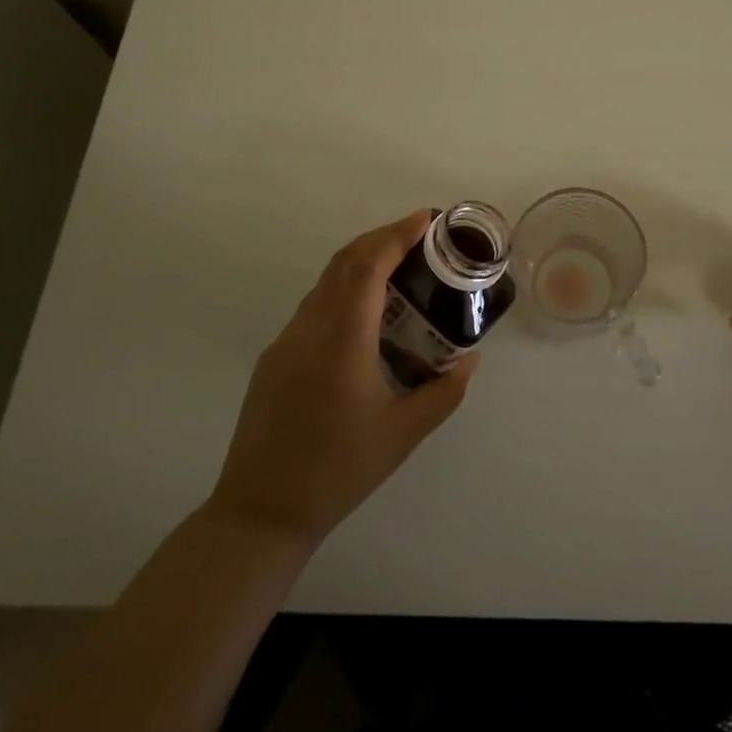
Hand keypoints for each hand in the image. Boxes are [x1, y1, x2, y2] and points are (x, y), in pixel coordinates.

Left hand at [207, 211, 479, 545]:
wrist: (260, 512)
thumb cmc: (338, 471)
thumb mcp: (403, 434)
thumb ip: (444, 393)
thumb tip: (471, 361)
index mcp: (342, 339)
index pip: (368, 266)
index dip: (396, 234)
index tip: (425, 219)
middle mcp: (310, 328)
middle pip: (344, 262)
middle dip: (382, 238)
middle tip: (420, 236)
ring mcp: (287, 341)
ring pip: (326, 281)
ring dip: (362, 262)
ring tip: (399, 268)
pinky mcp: (275, 358)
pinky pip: (314, 305)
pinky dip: (344, 289)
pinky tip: (366, 315)